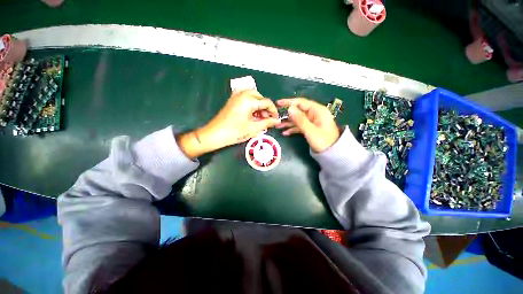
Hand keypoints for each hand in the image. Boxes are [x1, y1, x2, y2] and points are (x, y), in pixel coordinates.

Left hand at [177, 90, 278, 157]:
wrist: (215, 134)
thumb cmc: (235, 132)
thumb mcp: (253, 128)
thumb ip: (267, 122)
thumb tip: (277, 120)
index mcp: (249, 100)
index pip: (267, 102)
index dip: (273, 111)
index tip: (276, 119)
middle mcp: (243, 94)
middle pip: (260, 97)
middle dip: (265, 108)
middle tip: (266, 119)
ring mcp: (236, 96)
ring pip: (253, 96)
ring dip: (258, 105)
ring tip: (259, 118)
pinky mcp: (232, 100)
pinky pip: (245, 98)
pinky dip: (251, 104)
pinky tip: (251, 113)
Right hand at [276, 98, 339, 152]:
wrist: (332, 154)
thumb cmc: (323, 141)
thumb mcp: (310, 130)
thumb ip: (300, 119)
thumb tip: (290, 108)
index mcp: (317, 111)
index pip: (301, 103)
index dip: (289, 102)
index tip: (278, 103)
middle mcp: (314, 114)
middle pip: (298, 111)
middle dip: (287, 115)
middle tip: (276, 117)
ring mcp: (312, 121)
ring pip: (297, 119)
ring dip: (288, 123)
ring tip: (277, 126)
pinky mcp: (310, 128)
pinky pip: (300, 126)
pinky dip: (292, 129)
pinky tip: (285, 133)